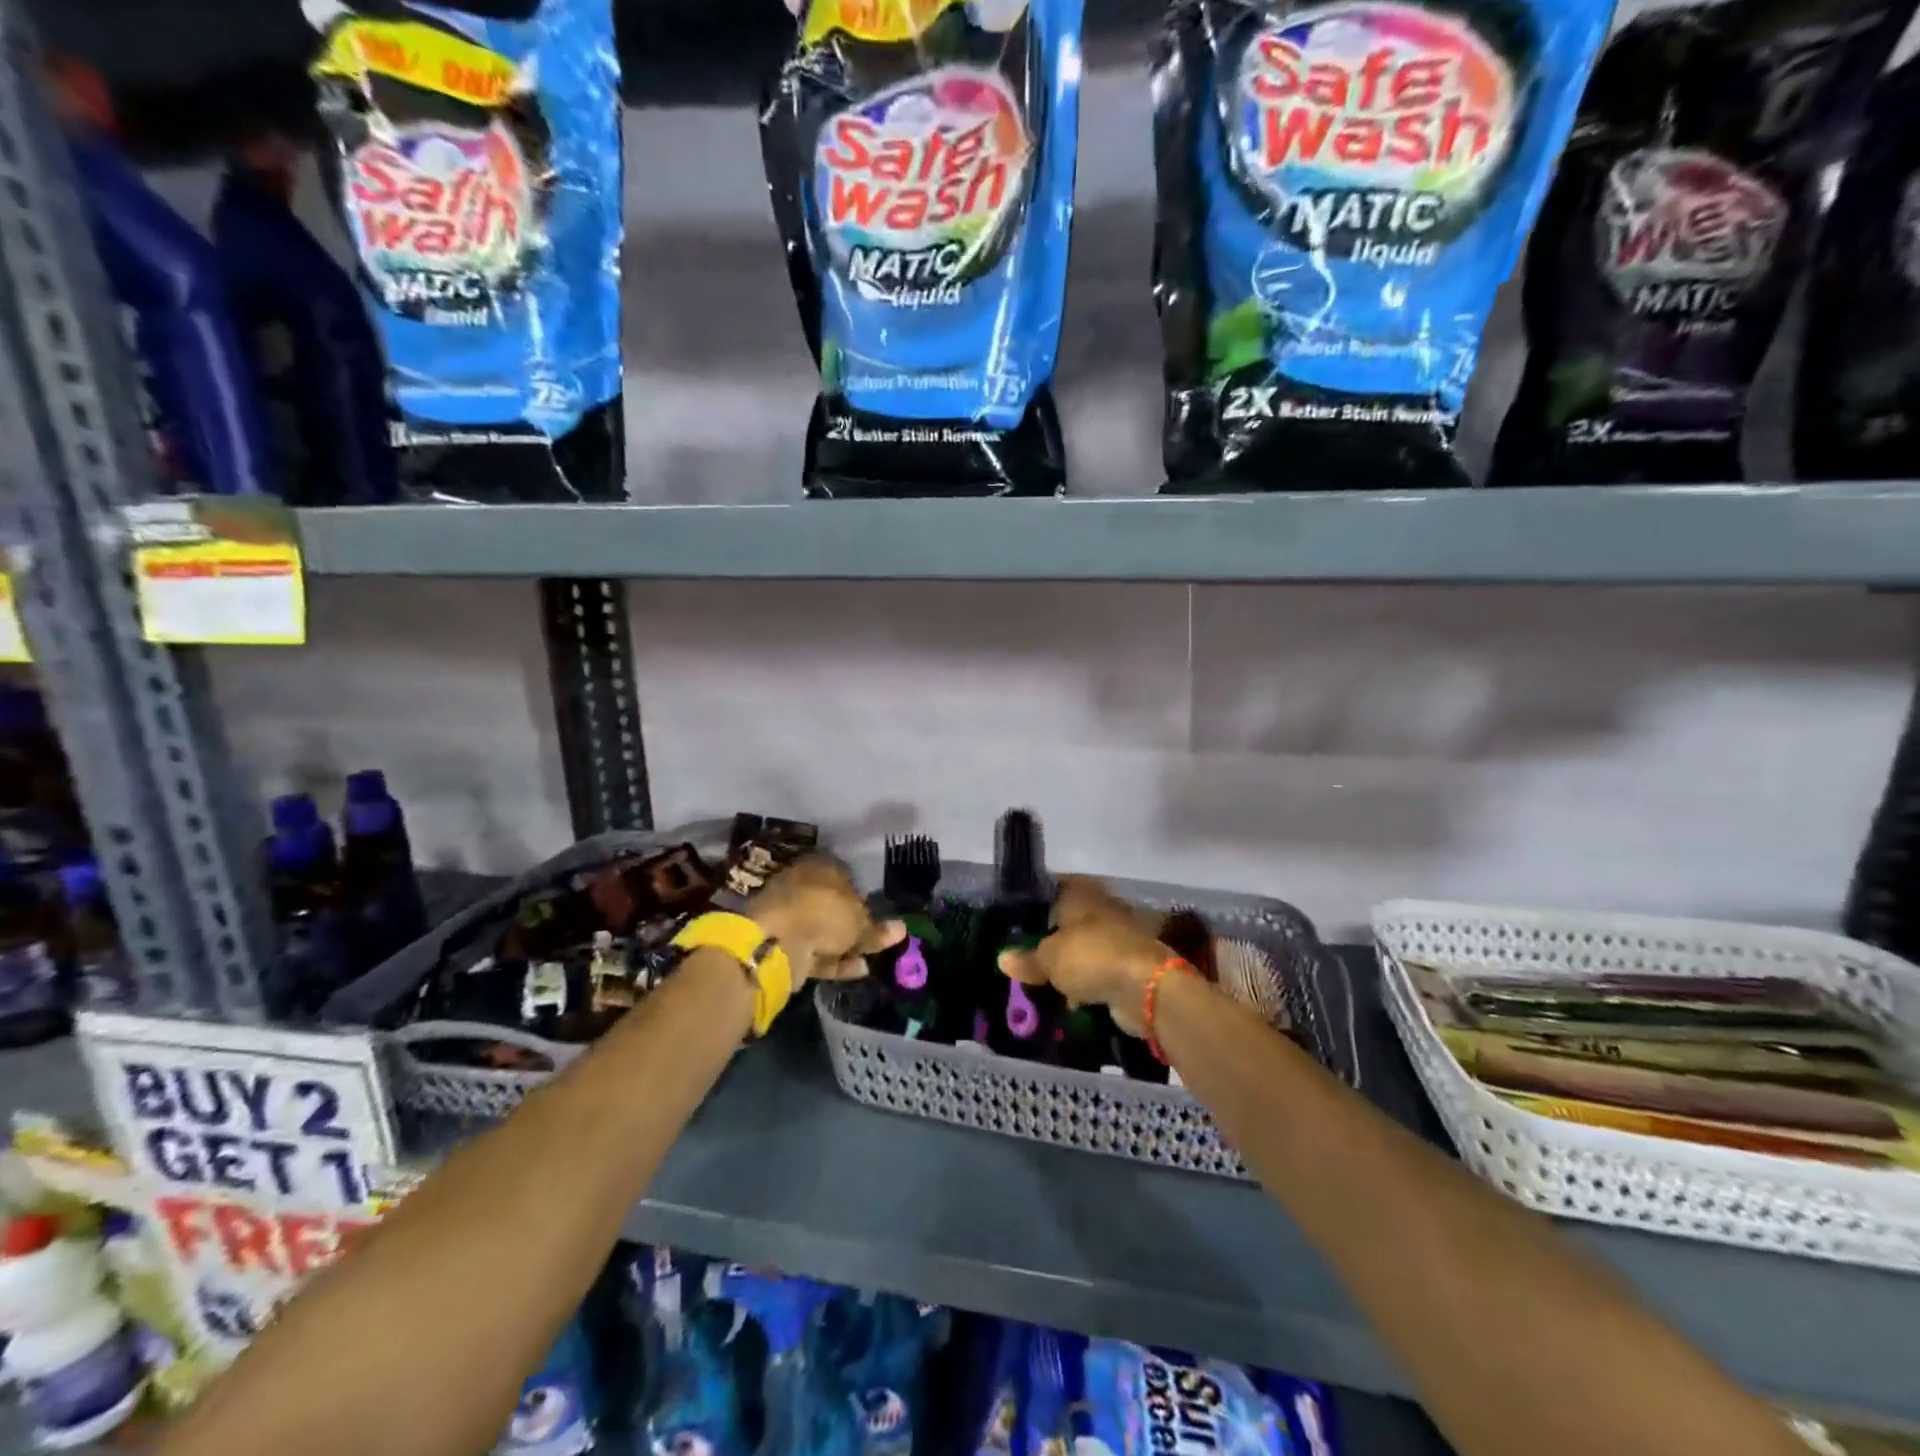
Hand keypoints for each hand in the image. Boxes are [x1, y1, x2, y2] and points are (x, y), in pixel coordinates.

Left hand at [748, 857, 903, 989]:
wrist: (777, 940)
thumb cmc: (825, 913)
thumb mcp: (860, 923)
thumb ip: (878, 929)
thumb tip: (901, 929)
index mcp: (820, 867)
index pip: (845, 876)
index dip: (862, 896)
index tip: (876, 915)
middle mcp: (802, 886)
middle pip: (832, 905)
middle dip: (851, 924)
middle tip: (873, 941)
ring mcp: (789, 915)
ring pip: (822, 931)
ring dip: (844, 946)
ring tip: (869, 960)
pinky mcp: (782, 942)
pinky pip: (813, 950)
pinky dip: (833, 960)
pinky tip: (856, 970)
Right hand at [997, 876, 1171, 1035]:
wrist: (1147, 987)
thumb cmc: (1092, 956)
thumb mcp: (1049, 958)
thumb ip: (1027, 958)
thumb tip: (1003, 958)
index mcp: (1081, 893)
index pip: (1053, 887)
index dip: (1035, 902)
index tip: (1016, 921)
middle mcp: (1101, 908)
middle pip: (1069, 920)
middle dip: (1051, 938)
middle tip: (1024, 955)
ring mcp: (1119, 936)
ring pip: (1085, 947)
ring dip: (1070, 963)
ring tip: (1042, 981)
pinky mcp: (1130, 964)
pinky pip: (1099, 970)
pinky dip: (1088, 982)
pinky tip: (1069, 998)